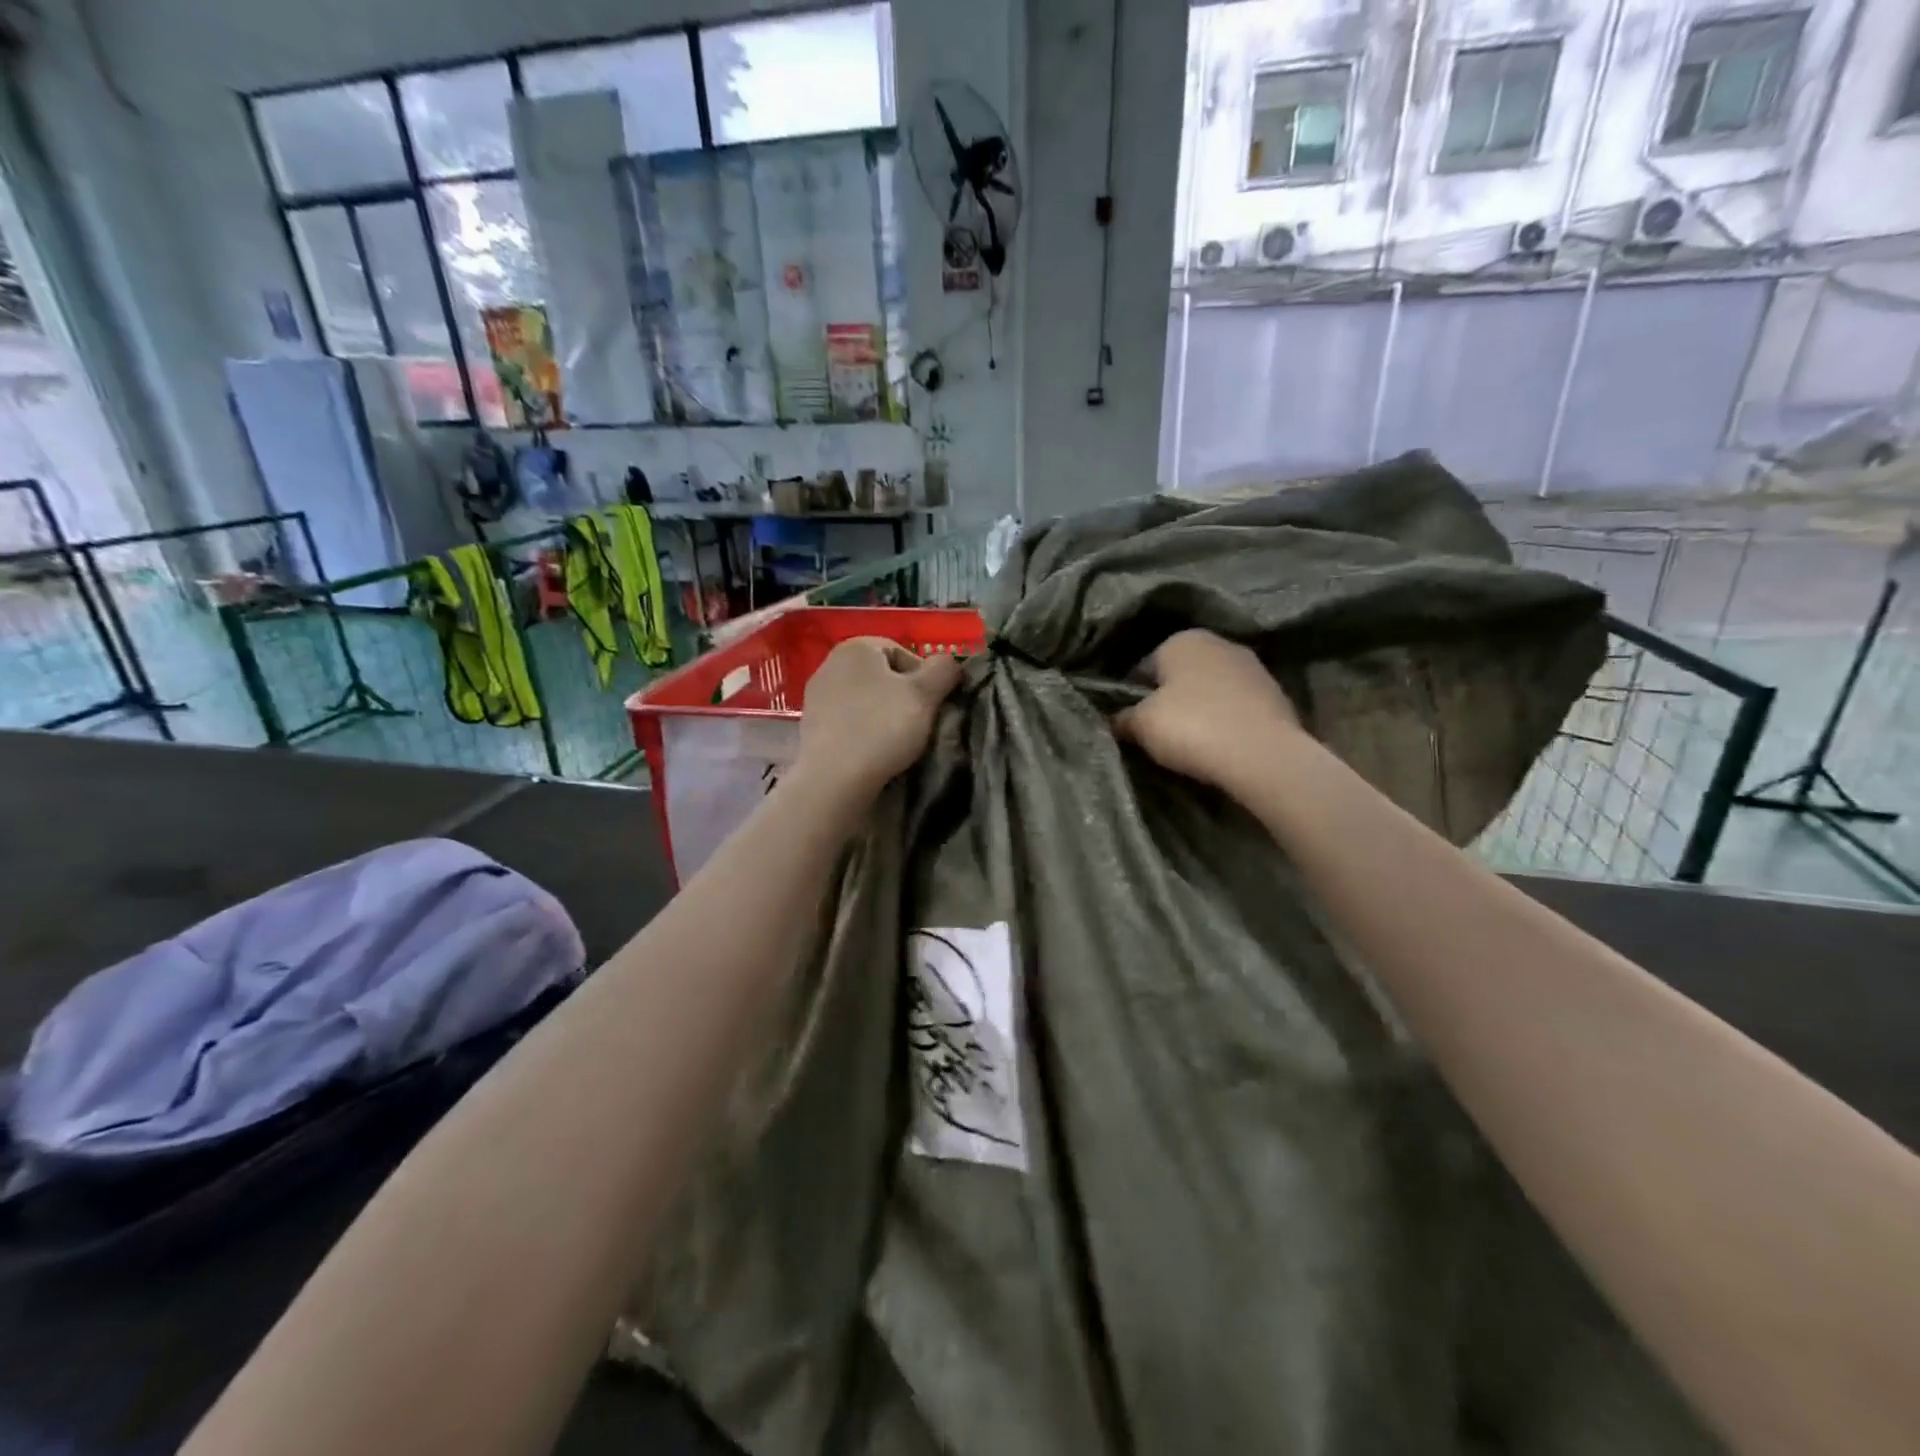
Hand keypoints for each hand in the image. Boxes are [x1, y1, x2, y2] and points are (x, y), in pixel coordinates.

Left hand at [797, 637, 963, 800]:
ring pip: (864, 699)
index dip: (924, 678)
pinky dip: (862, 730)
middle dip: (902, 697)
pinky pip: (847, 720)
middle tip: (917, 724)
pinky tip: (872, 751)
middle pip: (882, 677)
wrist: (833, 778)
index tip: (931, 705)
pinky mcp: (809, 725)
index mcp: (856, 647)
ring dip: (882, 715)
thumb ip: (944, 670)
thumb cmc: (882, 727)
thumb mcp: (925, 695)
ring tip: (896, 741)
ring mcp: (816, 695)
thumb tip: (949, 663)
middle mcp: (830, 663)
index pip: (902, 653)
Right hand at [1116, 629, 1303, 793]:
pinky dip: (1226, 721)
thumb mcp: (1141, 724)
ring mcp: (1253, 667)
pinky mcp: (1277, 695)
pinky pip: (1236, 708)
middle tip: (1159, 735)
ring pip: (1211, 690)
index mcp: (1182, 639)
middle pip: (1180, 676)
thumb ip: (1122, 717)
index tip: (1131, 724)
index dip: (1132, 697)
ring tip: (1191, 744)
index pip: (1142, 667)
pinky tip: (1220, 745)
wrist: (1263, 755)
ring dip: (1200, 710)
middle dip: (1169, 700)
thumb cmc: (1191, 727)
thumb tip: (1113, 718)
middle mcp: (1219, 642)